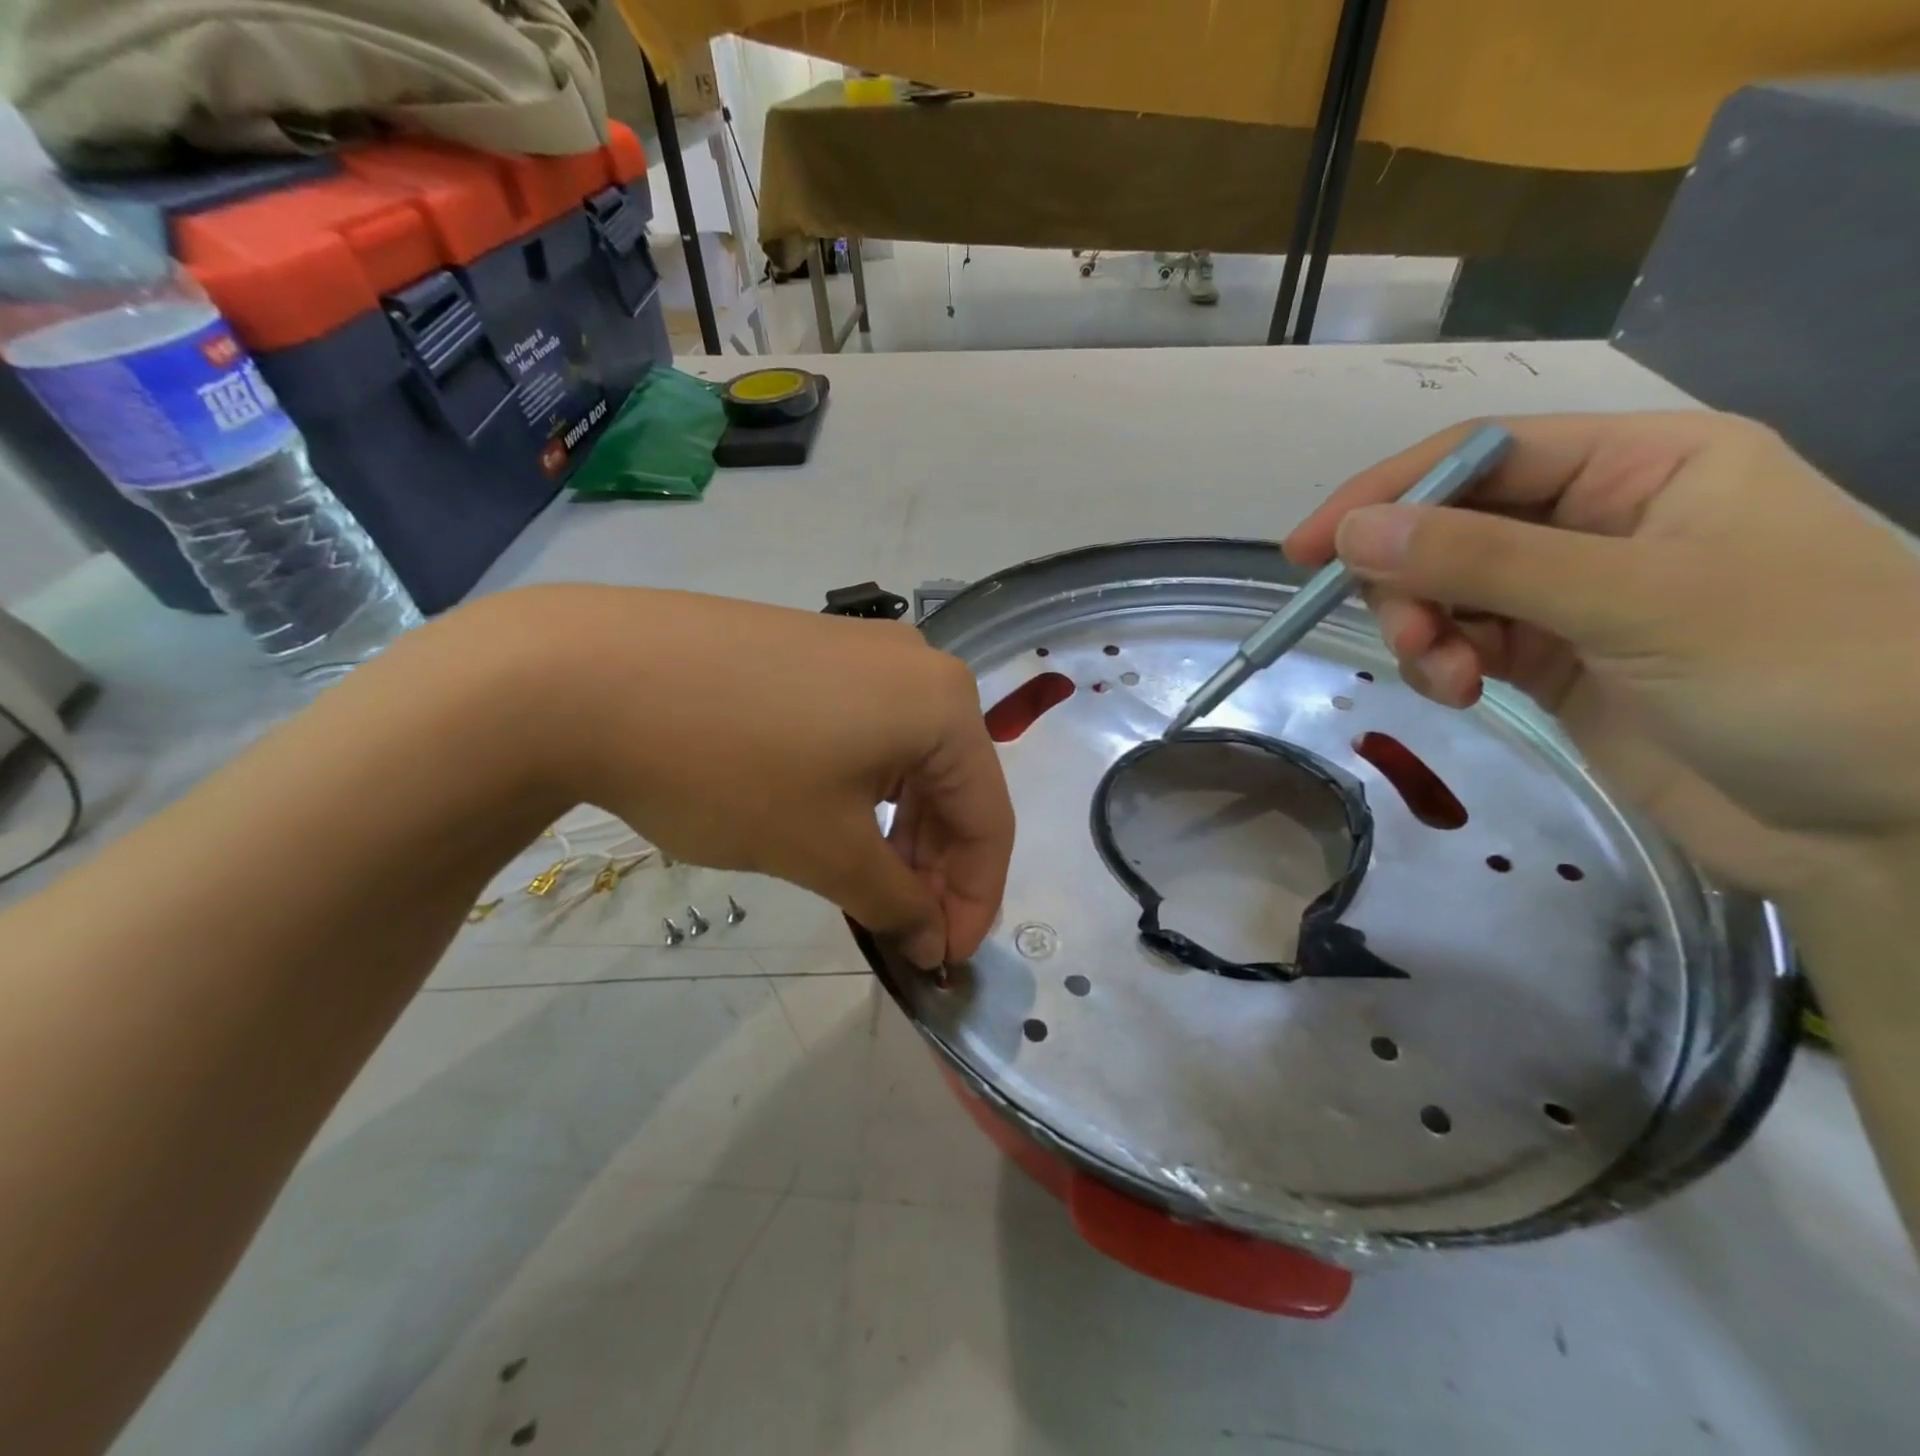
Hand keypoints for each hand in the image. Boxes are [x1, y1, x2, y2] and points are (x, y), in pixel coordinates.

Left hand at [487, 586, 1013, 967]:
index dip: (974, 900)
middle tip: (903, 932)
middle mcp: (918, 666)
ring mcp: (862, 652)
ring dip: (898, 834)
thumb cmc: (729, 768)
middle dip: (935, 869)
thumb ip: (895, 902)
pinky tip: (833, 825)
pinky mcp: (812, 652)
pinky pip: (865, 734)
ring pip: (907, 761)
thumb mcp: (823, 849)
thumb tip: (932, 942)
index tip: (942, 962)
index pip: (989, 819)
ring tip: (867, 888)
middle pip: (952, 786)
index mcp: (944, 704)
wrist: (586, 674)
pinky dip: (863, 792)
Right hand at [1284, 413, 1919, 905]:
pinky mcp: (1553, 661)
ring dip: (1424, 629)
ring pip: (1448, 590)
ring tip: (1440, 676)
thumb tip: (1354, 533)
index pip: (1481, 454)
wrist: (1894, 822)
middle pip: (1453, 526)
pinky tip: (1456, 692)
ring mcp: (1573, 596)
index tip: (1309, 547)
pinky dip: (1443, 664)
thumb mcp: (1634, 599)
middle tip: (1405, 636)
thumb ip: (1484, 561)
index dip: (1387, 493)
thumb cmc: (1802, 674)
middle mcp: (1599, 521)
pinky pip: (1464, 642)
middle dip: (1412, 579)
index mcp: (1642, 466)